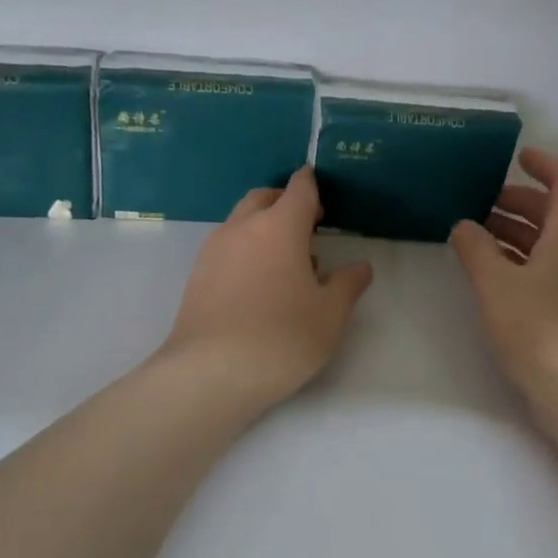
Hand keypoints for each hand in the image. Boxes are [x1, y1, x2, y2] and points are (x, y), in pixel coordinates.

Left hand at [160, 166, 373, 405]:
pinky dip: (245, 248)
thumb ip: (348, 284)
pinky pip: (226, 245)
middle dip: (286, 202)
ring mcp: (214, 249)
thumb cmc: (282, 338)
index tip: (322, 191)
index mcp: (279, 226)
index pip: (299, 188)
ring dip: (263, 226)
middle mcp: (243, 228)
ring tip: (285, 261)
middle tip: (308, 226)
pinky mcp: (197, 274)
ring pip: (241, 220)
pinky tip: (258, 283)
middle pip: (264, 197)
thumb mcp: (330, 315)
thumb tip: (360, 267)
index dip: (312, 185)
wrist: (211, 373)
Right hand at [450, 148, 557, 405]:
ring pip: (553, 243)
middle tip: (483, 204)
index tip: (517, 158)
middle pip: (557, 213)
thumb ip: (475, 249)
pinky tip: (495, 274)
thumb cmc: (537, 327)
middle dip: (521, 202)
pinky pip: (551, 269)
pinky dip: (524, 260)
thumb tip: (464, 226)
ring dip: (519, 233)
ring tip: (479, 237)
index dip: (544, 165)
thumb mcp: (495, 283)